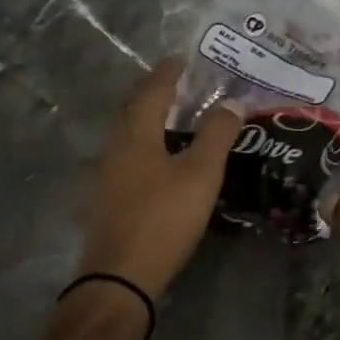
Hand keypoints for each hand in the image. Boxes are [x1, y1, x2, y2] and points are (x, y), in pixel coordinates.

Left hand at [77, 58, 240, 298]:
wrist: (119, 280)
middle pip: (136, 110)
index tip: (182, 58)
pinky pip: (131, 155)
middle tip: (183, 83)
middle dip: (158, 92)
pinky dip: (149, 143)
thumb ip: (216, 135)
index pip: (152, 91)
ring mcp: (108, 176)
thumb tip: (232, 102)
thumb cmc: (163, 218)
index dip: (168, 73)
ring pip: (132, 134)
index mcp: (136, 134)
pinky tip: (165, 157)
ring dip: (153, 119)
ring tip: (178, 115)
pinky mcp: (110, 199)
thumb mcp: (200, 174)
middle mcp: (116, 148)